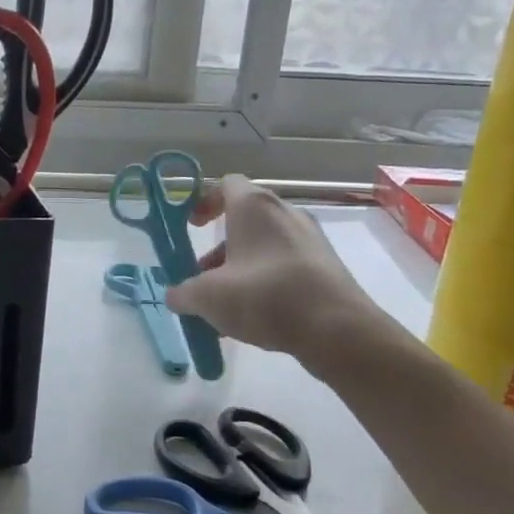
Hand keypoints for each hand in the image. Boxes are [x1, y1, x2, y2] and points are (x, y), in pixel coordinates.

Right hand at [164, 174, 388, 368]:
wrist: (337, 329)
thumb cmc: (265, 297)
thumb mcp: (208, 297)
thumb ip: (183, 293)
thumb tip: (175, 295)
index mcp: (254, 207)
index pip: (226, 184)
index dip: (204, 202)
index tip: (192, 227)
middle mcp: (285, 213)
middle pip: (244, 219)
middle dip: (219, 248)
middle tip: (204, 277)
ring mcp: (310, 238)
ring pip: (264, 246)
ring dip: (240, 268)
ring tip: (227, 307)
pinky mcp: (326, 265)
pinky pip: (285, 265)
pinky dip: (266, 282)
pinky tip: (257, 317)